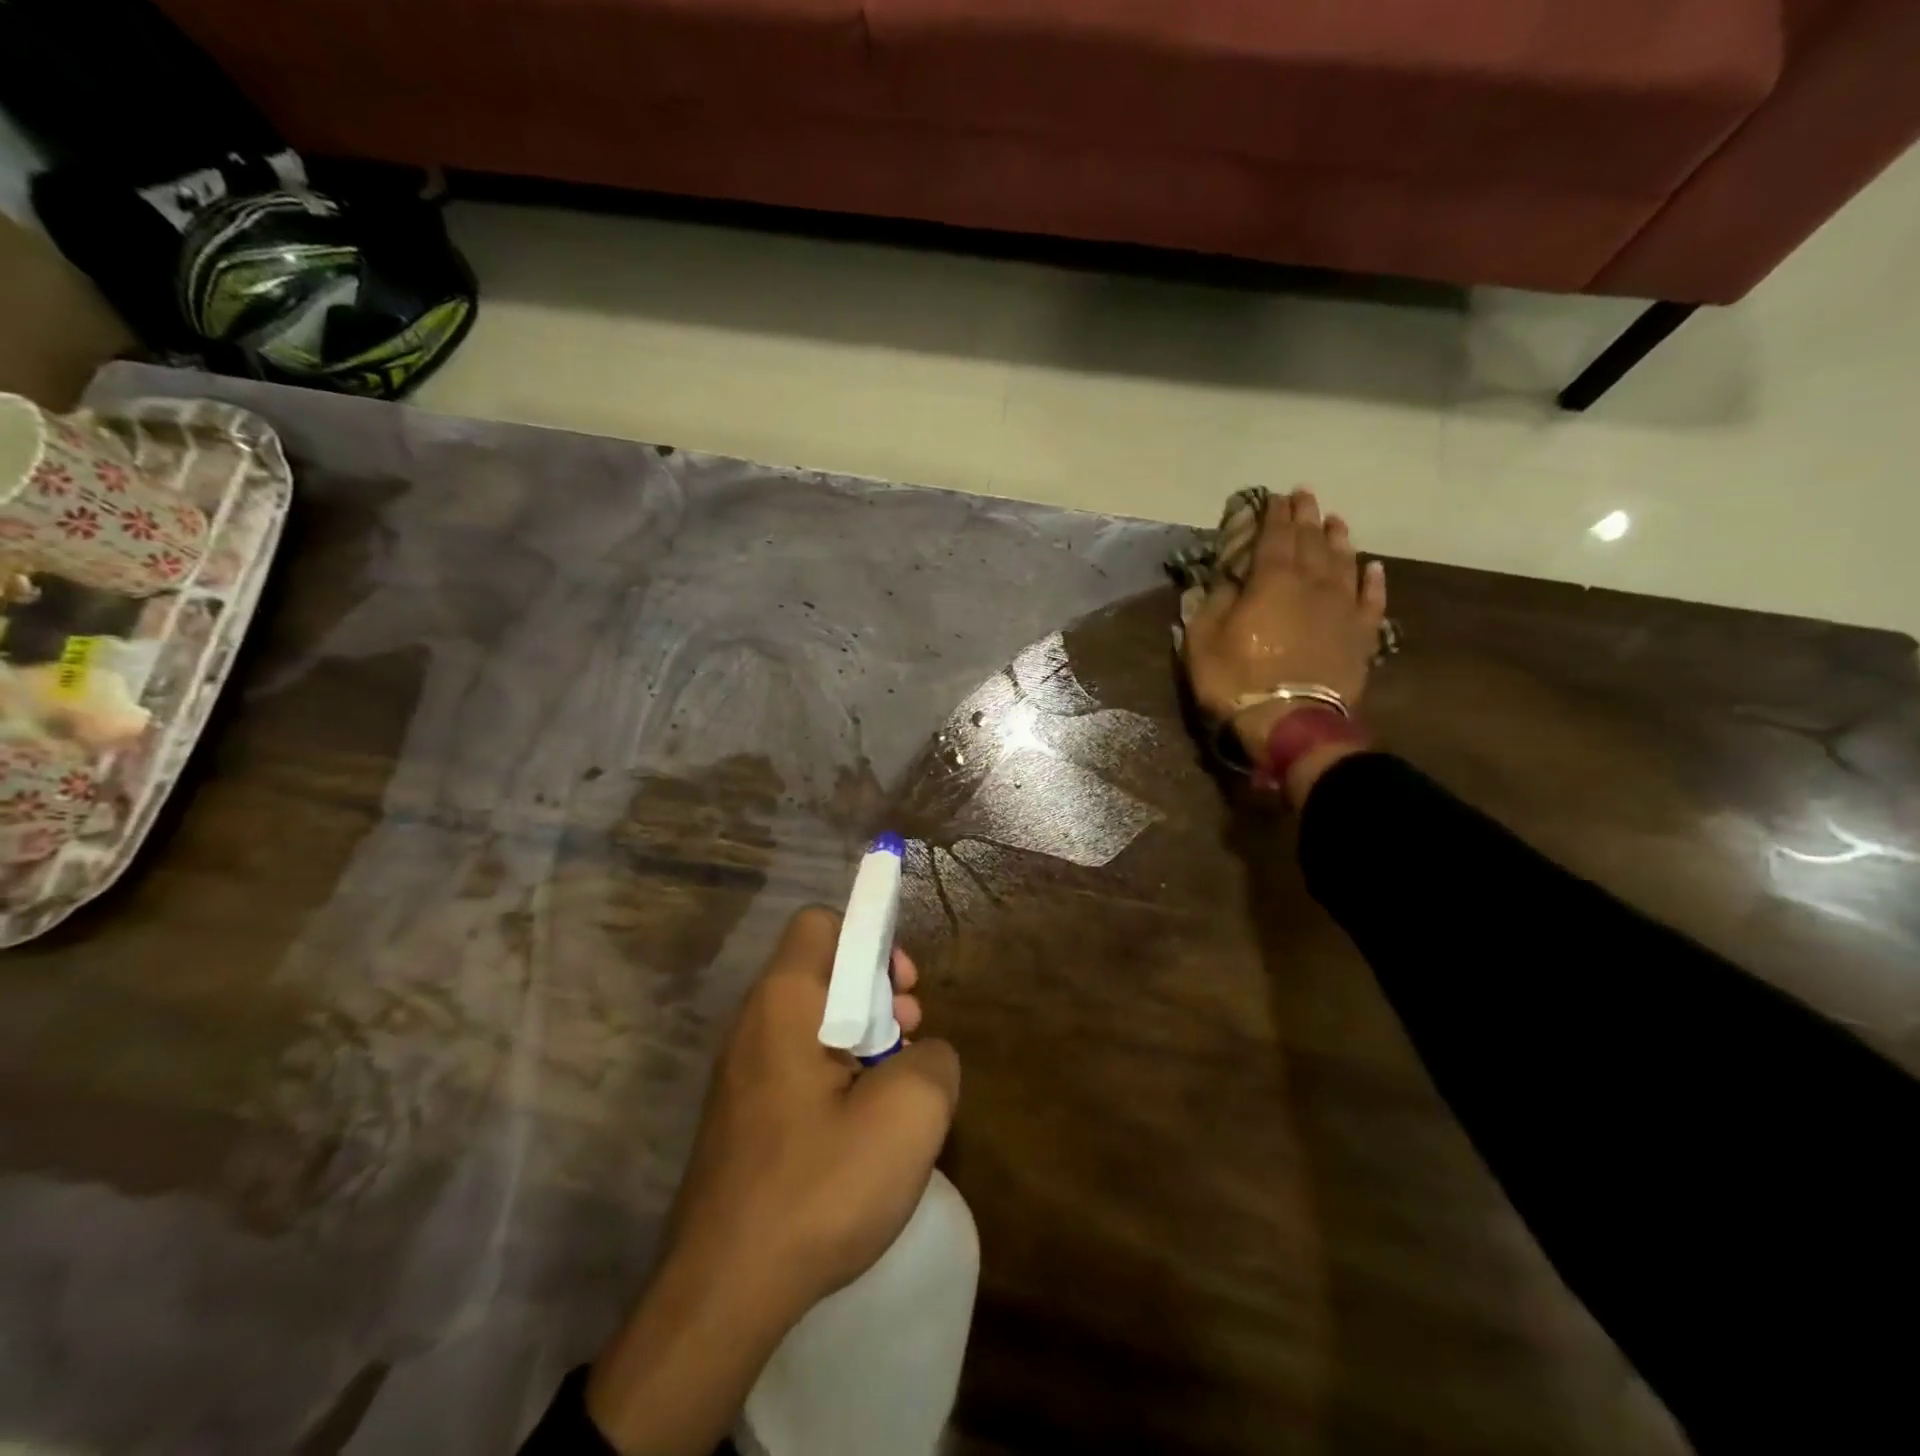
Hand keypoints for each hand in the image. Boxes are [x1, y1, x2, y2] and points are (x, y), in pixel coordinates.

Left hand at [587, 908, 960, 1455]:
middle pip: (823, 969)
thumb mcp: (909, 1113)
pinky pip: (798, 1064)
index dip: (871, 938)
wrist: (722, 1295)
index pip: (822, 923)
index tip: (903, 989)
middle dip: (877, 992)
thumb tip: (923, 1054)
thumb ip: (935, 1058)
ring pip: (814, 1020)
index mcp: (785, 1001)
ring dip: (862, 1038)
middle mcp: (754, 1022)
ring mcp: (742, 1071)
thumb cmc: (818, 1186)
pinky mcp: (742, 1114)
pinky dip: (837, 1075)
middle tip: (908, 1039)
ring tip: (892, 1090)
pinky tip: (860, 1130)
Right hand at [1180, 487, 1387, 790]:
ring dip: (1339, 539)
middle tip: (1305, 497)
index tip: (1275, 497)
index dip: (1274, 514)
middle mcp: (1313, 584)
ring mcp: (1342, 608)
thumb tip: (1226, 581)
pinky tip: (1372, 567)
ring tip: (1336, 521)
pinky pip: (1371, 600)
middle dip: (1306, 517)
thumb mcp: (1203, 641)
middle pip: (1312, 541)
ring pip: (1345, 562)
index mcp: (1272, 580)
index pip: (1275, 536)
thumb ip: (1213, 603)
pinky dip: (1372, 581)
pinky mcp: (1362, 635)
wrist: (1290, 722)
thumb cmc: (1237, 680)